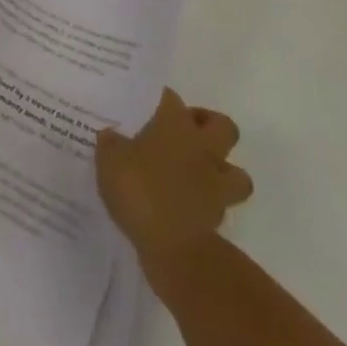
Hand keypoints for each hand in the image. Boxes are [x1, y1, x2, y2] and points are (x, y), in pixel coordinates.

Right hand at [97, 88, 253, 265]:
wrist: (173, 247)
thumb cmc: (140, 189)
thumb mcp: (110, 161)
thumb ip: (111, 144)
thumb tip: (111, 135)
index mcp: (175, 123)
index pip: (171, 98)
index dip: (162, 100)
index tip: (150, 107)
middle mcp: (201, 146)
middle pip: (222, 125)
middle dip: (209, 127)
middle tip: (187, 134)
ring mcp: (215, 182)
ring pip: (236, 170)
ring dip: (223, 170)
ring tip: (200, 174)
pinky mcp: (219, 216)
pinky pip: (222, 203)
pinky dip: (211, 204)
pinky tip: (190, 205)